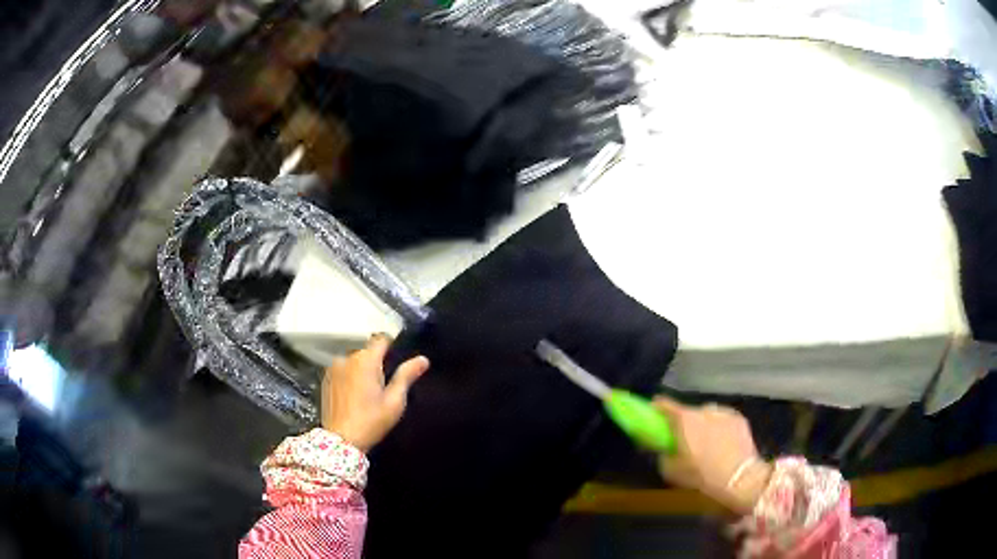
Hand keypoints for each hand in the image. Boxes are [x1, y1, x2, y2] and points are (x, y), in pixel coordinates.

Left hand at [321, 336, 429, 451]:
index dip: (391, 347)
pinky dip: (350, 377)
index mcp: (365, 360)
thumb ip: (406, 376)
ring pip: (354, 362)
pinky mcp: (325, 379)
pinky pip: (343, 371)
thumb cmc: (371, 421)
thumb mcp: (394, 401)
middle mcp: (347, 358)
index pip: (381, 339)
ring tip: (368, 392)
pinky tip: (354, 396)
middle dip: (376, 363)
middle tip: (385, 385)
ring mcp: (333, 368)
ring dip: (362, 370)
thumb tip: (423, 359)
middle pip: (367, 352)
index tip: (397, 362)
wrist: (341, 440)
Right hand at [653, 397, 771, 513]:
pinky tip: (722, 445)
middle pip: (688, 412)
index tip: (653, 414)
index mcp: (684, 420)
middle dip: (684, 423)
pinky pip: (722, 420)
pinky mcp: (739, 419)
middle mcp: (703, 410)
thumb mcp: (672, 471)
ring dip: (703, 425)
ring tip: (706, 445)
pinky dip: (719, 428)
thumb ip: (664, 455)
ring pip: (707, 416)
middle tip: (684, 441)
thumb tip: (665, 450)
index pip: (664, 404)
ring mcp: (724, 412)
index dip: (656, 408)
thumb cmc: (702, 475)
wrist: (740, 478)